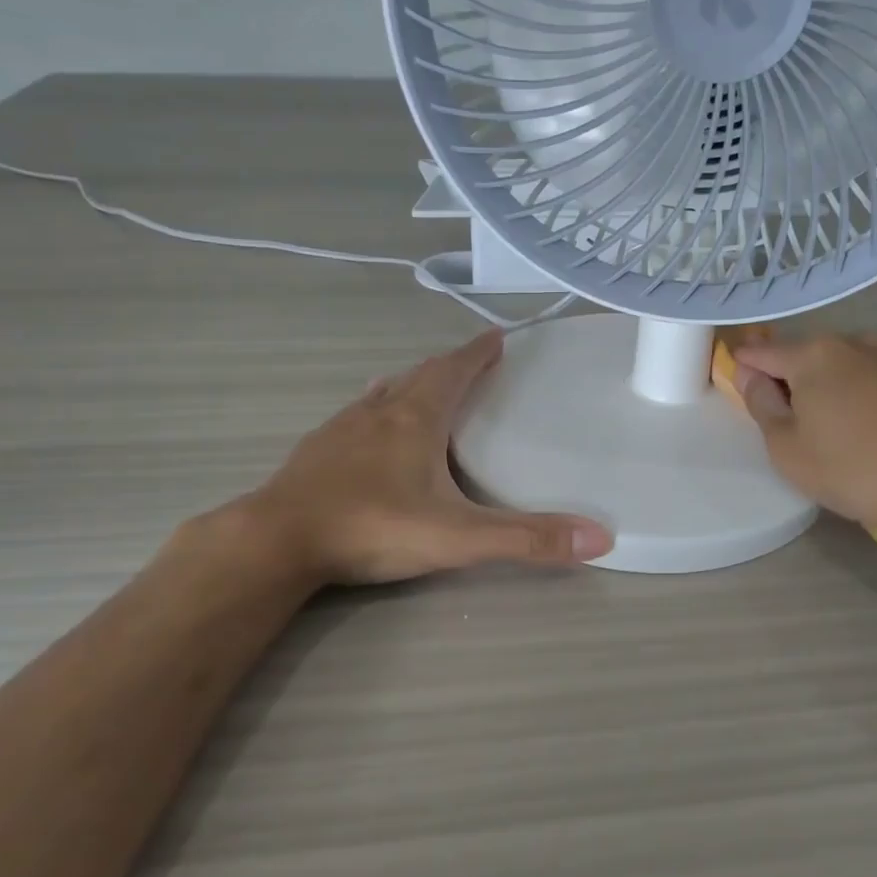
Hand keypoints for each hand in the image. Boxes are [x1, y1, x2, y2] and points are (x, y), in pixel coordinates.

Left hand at [227, 331, 612, 585]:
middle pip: (420, 375)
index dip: (477, 352)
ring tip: (426, 386)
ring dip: (411, 383)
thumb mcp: (459, 537)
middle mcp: (379, 412)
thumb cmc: (373, 527)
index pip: (454, 370)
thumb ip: (526, 539)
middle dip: (449, 365)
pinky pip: (357, 416)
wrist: (277, 541)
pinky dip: (377, 409)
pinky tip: (373, 429)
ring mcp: (342, 429)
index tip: (496, 336)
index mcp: (416, 418)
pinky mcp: (316, 451)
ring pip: (384, 392)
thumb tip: (600, 538)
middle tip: (472, 362)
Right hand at [732, 332, 876, 549]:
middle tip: (780, 425)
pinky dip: (845, 393)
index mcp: (812, 353)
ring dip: (816, 388)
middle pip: (797, 354)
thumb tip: (751, 375)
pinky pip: (859, 375)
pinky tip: (851, 427)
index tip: (737, 396)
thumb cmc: (850, 468)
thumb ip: (761, 403)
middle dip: (782, 380)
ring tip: (819, 431)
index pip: (759, 352)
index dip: (742, 370)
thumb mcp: (786, 446)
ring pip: (831, 365)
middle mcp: (848, 341)